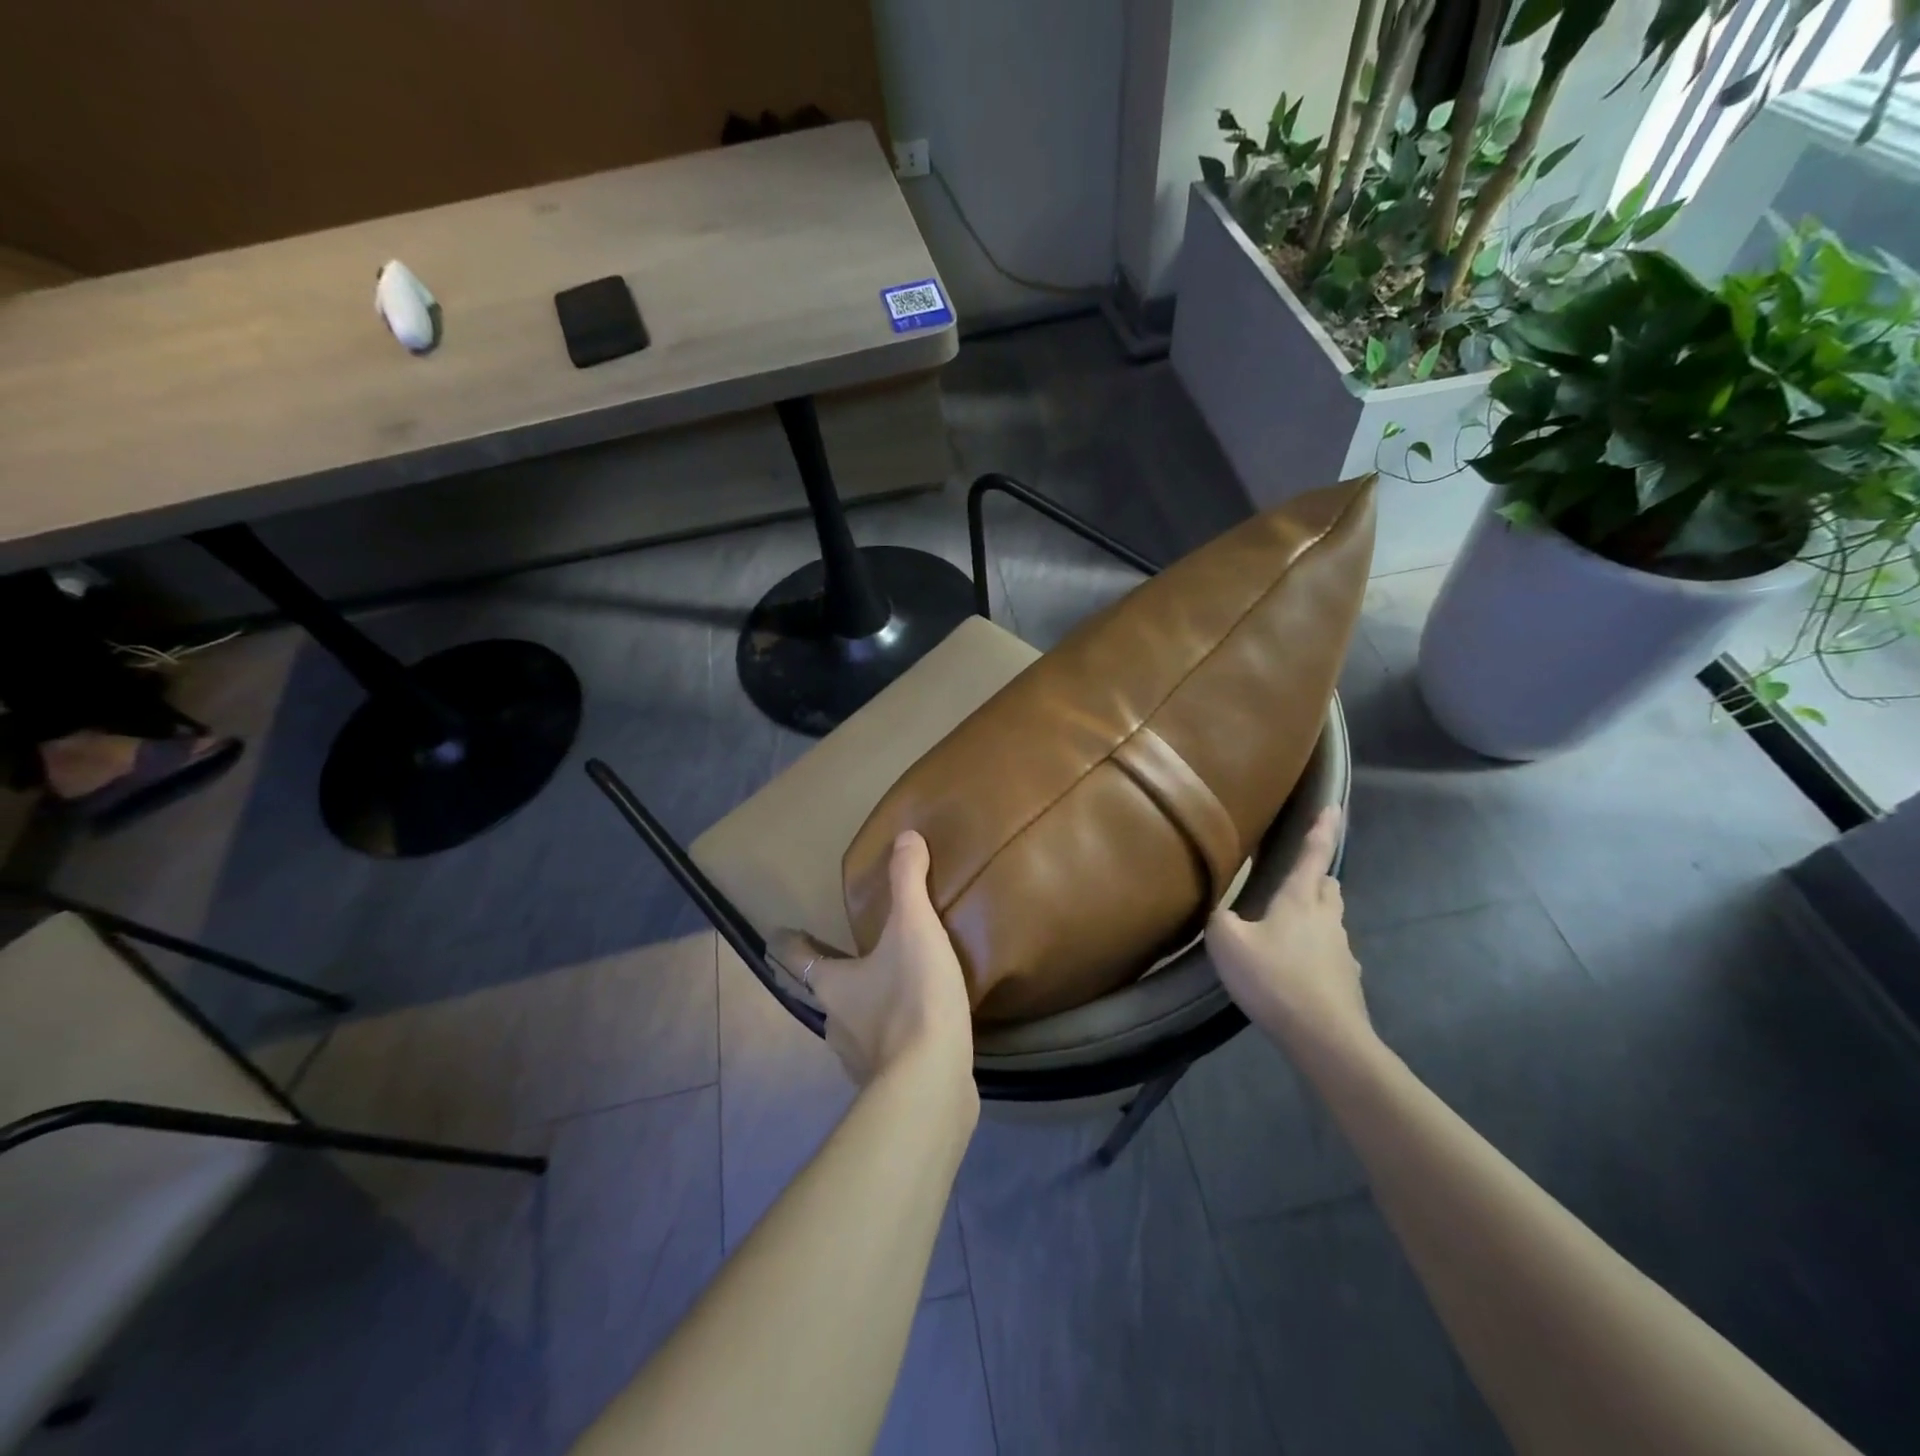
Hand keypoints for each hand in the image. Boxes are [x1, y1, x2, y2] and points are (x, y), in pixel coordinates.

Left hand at [770, 832, 975, 1091]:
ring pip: (852, 1027)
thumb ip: (908, 883)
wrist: (931, 1084)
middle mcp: (836, 1024)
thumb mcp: (914, 929)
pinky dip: (892, 1040)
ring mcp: (859, 1060)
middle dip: (831, 977)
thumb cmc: (912, 999)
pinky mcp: (888, 1085)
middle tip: (847, 959)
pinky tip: (915, 1034)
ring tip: (888, 993)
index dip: (788, 943)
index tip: (778, 933)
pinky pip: (884, 1054)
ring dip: (863, 1010)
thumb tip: (906, 837)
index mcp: (832, 986)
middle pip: (823, 994)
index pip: (797, 959)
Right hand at [1206, 806, 1374, 1066]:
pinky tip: (1297, 969)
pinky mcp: (1346, 981)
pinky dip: (1315, 951)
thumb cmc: (1274, 979)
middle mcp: (1326, 919)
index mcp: (1299, 900)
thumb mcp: (1227, 943)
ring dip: (1315, 916)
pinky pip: (1330, 953)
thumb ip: (1219, 918)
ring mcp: (1341, 951)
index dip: (1322, 830)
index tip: (1334, 807)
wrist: (1325, 1037)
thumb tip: (1222, 910)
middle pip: (1327, 886)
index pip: (1314, 855)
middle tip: (1296, 877)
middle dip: (1316, 876)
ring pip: (1331, 920)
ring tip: (1288, 928)